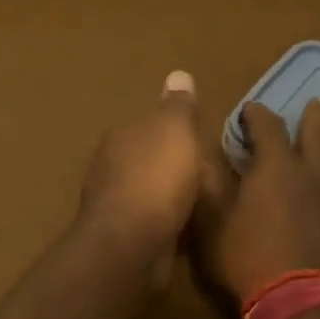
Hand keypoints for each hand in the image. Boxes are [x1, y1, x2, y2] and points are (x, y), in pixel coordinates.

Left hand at [77, 71, 207, 255]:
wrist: (130, 244)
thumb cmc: (156, 178)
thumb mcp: (176, 131)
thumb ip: (178, 106)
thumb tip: (178, 74)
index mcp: (121, 136)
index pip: (148, 126)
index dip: (174, 132)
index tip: (199, 142)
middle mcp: (110, 166)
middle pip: (148, 159)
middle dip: (172, 166)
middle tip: (208, 175)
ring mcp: (113, 203)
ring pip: (149, 193)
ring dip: (170, 197)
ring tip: (203, 203)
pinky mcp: (121, 237)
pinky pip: (151, 223)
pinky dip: (167, 223)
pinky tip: (186, 230)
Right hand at [194, 99, 319, 305]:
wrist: (299, 308)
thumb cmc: (246, 262)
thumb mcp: (211, 222)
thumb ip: (209, 185)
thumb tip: (203, 153)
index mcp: (275, 170)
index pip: (267, 128)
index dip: (257, 115)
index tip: (250, 110)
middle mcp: (316, 179)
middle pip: (319, 139)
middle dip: (316, 120)